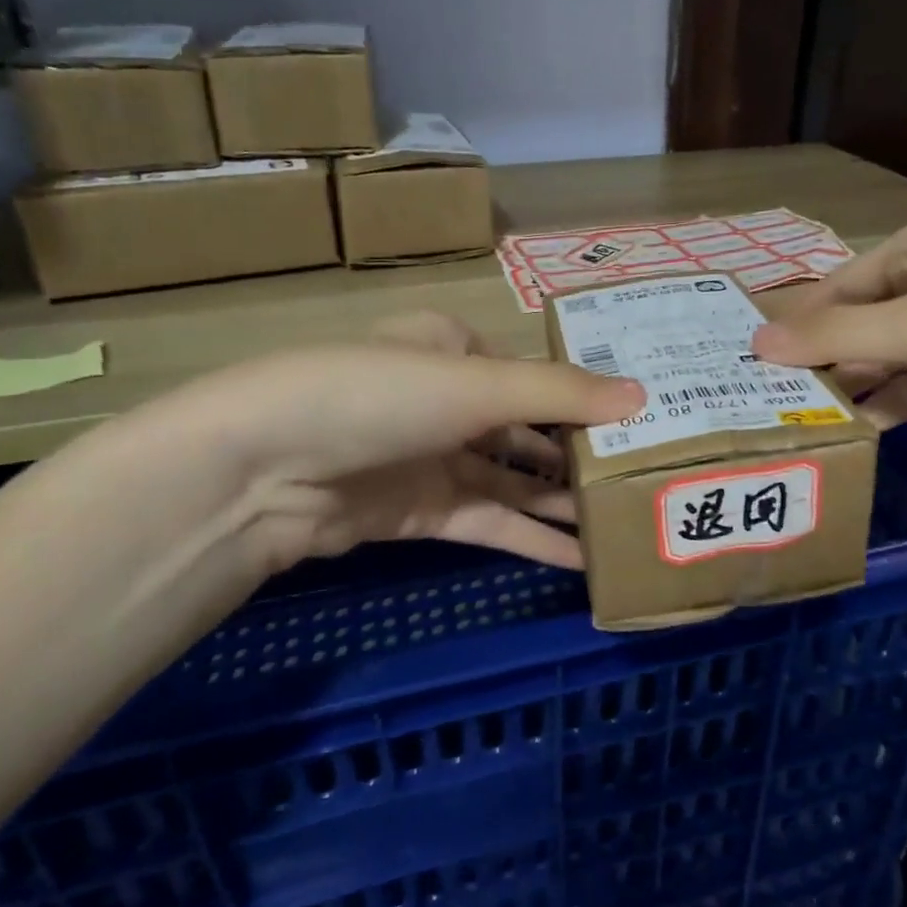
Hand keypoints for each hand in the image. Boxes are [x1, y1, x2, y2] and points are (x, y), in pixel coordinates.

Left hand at [116, 340, 636, 579]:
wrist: (261, 469)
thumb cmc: (376, 396)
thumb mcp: (476, 384)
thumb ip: (560, 395)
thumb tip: (643, 396)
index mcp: (455, 347)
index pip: (535, 371)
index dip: (587, 396)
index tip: (642, 419)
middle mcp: (446, 398)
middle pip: (528, 427)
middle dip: (580, 453)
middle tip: (645, 476)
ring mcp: (432, 458)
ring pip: (512, 480)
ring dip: (560, 502)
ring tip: (625, 520)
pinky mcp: (420, 512)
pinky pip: (488, 521)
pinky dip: (529, 539)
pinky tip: (579, 559)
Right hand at [753, 211, 906, 444]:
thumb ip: (835, 336)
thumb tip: (755, 346)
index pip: (841, 283)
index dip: (800, 321)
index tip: (756, 361)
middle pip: (867, 320)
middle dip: (828, 359)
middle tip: (775, 399)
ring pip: (897, 357)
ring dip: (861, 386)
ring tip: (809, 422)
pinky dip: (899, 404)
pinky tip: (864, 431)